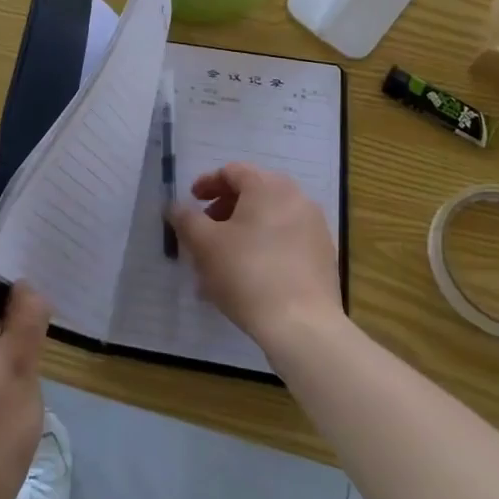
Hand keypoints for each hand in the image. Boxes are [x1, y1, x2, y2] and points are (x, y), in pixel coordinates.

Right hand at [169, 163, 342, 351]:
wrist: (303, 326)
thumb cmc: (248, 274)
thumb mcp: (205, 244)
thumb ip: (186, 219)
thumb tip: (175, 207)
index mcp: (268, 186)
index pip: (232, 172)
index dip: (207, 184)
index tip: (191, 201)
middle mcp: (296, 197)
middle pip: (253, 194)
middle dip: (224, 210)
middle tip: (205, 230)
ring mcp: (314, 227)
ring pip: (269, 220)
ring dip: (243, 232)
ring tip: (222, 261)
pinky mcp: (323, 256)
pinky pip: (286, 241)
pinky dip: (264, 248)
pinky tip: (248, 277)